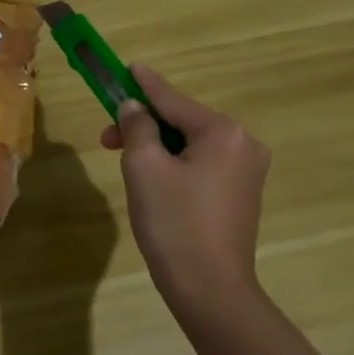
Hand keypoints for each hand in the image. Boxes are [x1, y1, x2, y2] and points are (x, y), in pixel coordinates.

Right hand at [98, 64, 270, 315]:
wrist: (209, 288)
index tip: (127, 66)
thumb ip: (137, 127)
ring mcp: (247, 172)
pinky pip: (201, 165)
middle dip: (143, 125)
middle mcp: (243, 145)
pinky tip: (152, 179)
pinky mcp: (241, 195)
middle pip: (182, 122)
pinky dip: (174, 164)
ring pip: (190, 145)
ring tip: (125, 162)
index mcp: (223, 133)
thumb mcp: (144, 168)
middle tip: (107, 137)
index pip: (173, 100)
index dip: (144, 85)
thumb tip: (134, 107)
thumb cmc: (174, 222)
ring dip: (156, 146)